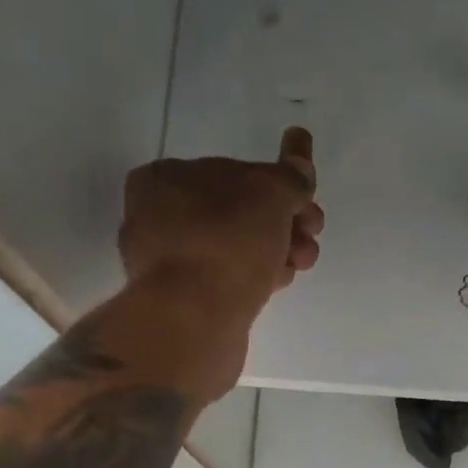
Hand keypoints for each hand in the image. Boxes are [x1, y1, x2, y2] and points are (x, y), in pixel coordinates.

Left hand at [119, 127, 324, 324]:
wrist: (195, 320)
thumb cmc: (227, 243)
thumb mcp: (269, 194)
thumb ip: (289, 175)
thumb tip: (299, 146)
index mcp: (164, 179)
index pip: (232, 172)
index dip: (277, 186)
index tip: (307, 206)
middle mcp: (157, 218)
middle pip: (236, 213)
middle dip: (282, 223)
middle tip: (310, 236)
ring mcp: (168, 265)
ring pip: (234, 249)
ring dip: (275, 252)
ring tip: (301, 264)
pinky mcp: (183, 303)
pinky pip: (226, 281)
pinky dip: (255, 279)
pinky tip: (277, 284)